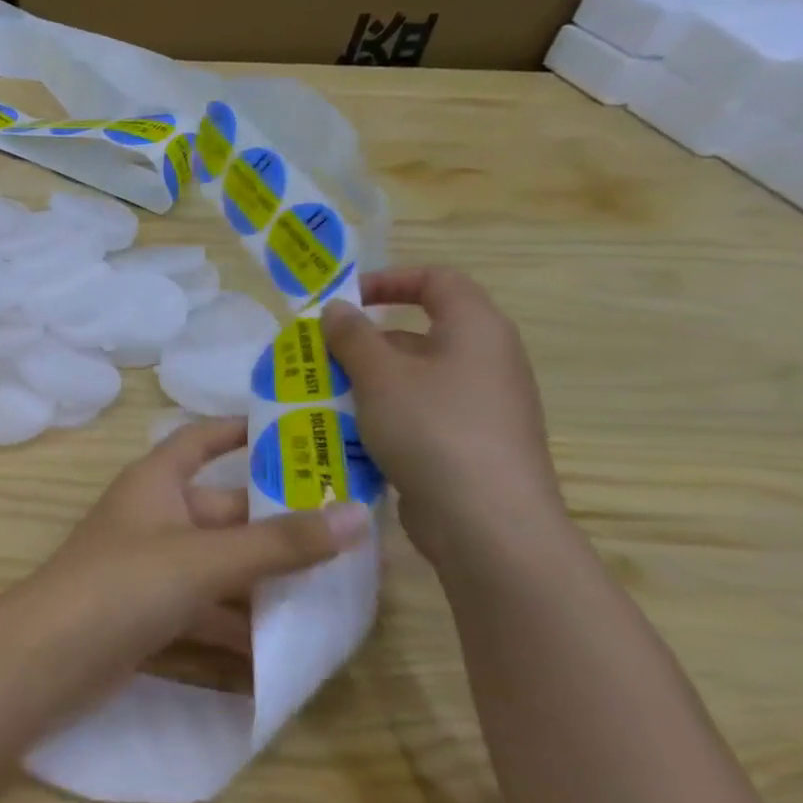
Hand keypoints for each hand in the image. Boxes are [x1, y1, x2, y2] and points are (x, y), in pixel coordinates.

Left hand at [25, 418, 371, 678]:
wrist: (50, 657)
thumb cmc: (124, 584)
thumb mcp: (204, 559)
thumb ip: (278, 543)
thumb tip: (358, 514)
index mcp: (155, 483)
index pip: (199, 440)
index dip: (238, 430)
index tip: (296, 432)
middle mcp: (153, 518)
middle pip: (225, 512)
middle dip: (280, 526)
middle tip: (355, 536)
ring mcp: (150, 569)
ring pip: (222, 567)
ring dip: (270, 581)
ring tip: (343, 595)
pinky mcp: (151, 615)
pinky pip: (209, 611)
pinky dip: (244, 626)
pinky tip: (293, 649)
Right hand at [320, 267, 565, 566]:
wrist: (487, 521)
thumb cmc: (432, 429)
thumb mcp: (379, 375)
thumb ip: (352, 336)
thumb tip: (337, 308)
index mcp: (476, 330)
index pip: (437, 281)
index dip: (389, 280)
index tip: (343, 301)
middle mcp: (486, 361)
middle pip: (417, 333)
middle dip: (362, 343)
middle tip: (316, 358)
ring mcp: (480, 406)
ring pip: (412, 379)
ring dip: (365, 383)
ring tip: (320, 398)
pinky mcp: (469, 444)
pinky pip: (418, 415)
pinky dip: (381, 417)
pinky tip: (347, 436)